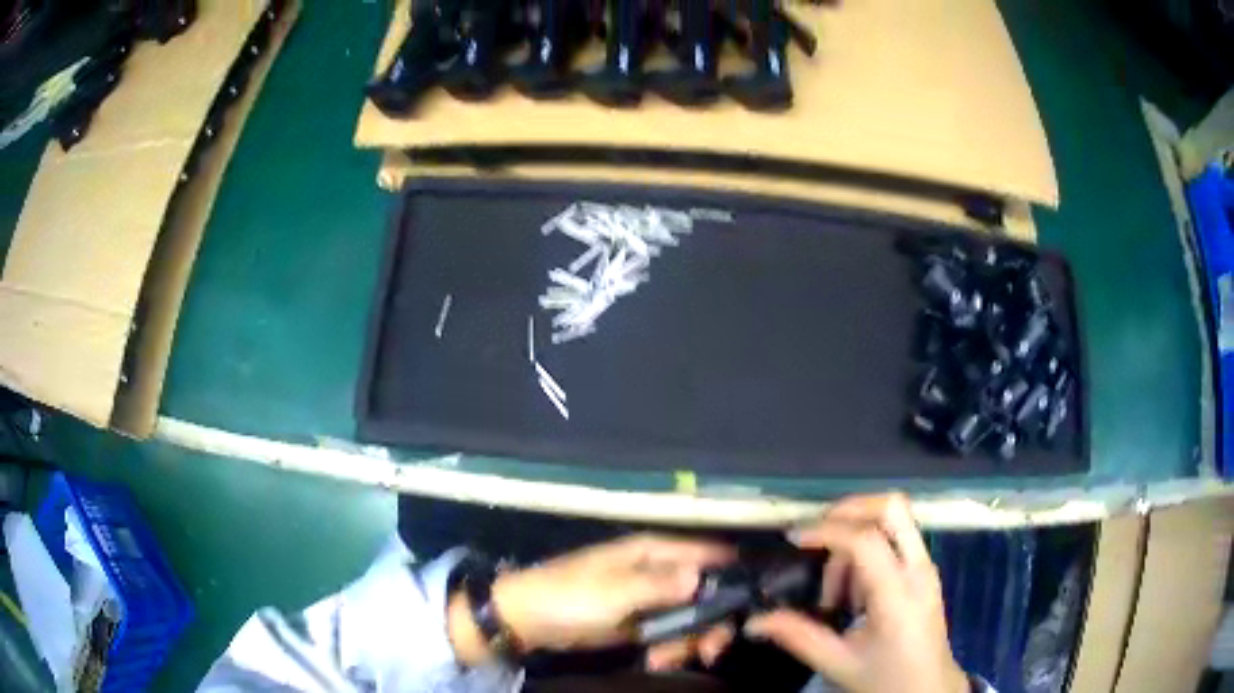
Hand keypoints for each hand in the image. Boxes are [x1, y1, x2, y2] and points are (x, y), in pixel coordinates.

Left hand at [449, 534, 733, 666]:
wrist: (525, 620)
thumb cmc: (569, 598)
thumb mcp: (615, 593)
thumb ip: (661, 585)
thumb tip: (702, 575)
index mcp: (654, 552)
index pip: (709, 555)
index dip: (733, 577)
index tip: (748, 609)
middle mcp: (659, 571)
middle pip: (707, 593)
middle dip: (709, 624)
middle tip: (708, 652)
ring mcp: (649, 598)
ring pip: (691, 617)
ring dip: (686, 642)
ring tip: (664, 660)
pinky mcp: (639, 621)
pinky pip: (670, 633)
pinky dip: (670, 648)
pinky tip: (656, 661)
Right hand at [745, 494, 967, 692]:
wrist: (929, 687)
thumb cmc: (886, 677)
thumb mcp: (838, 663)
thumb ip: (798, 637)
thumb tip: (754, 621)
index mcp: (897, 594)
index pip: (865, 540)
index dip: (827, 530)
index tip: (794, 538)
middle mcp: (918, 569)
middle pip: (891, 507)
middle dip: (849, 509)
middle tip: (816, 536)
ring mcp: (926, 566)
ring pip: (893, 519)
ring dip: (857, 536)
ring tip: (836, 587)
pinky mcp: (925, 570)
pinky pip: (896, 538)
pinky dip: (869, 548)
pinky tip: (854, 589)